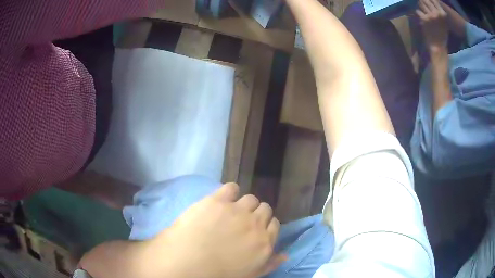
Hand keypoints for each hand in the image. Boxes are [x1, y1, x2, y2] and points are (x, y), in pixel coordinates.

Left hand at [141, 183, 284, 277]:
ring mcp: (237, 210)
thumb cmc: (218, 274)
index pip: (275, 225)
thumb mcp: (249, 274)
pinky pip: (231, 188)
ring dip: (244, 204)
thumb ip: (269, 264)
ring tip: (231, 211)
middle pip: (265, 209)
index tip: (256, 229)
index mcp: (264, 243)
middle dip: (256, 214)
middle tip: (242, 221)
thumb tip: (285, 254)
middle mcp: (255, 224)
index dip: (266, 225)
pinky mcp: (217, 200)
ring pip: (250, 198)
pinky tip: (222, 199)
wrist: (187, 262)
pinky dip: (230, 192)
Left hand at [416, 0, 447, 51]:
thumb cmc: (441, 34)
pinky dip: (418, 14)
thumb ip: (438, 9)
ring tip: (424, 14)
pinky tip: (422, 20)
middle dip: (422, 2)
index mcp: (442, 13)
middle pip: (425, 0)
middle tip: (424, 8)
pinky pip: (417, 11)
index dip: (428, 0)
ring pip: (420, 4)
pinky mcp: (424, 18)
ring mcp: (430, 15)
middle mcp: (437, 12)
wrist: (438, 46)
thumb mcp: (443, 21)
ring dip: (420, 8)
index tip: (426, 2)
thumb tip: (430, 0)